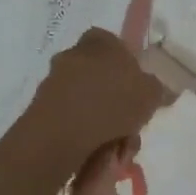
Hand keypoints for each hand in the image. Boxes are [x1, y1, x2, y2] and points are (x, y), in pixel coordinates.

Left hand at [28, 28, 172, 163]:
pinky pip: (71, 118)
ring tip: (118, 147)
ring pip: (86, 100)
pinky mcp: (40, 108)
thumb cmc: (112, 102)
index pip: (112, 42)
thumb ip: (155, 89)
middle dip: (115, 99)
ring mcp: (53, 81)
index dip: (126, 63)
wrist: (61, 133)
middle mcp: (73, 54)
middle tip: (130, 122)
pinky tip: (98, 152)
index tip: (135, 86)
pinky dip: (84, 133)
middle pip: (99, 74)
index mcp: (99, 41)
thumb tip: (153, 90)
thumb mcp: (151, 94)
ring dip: (102, 121)